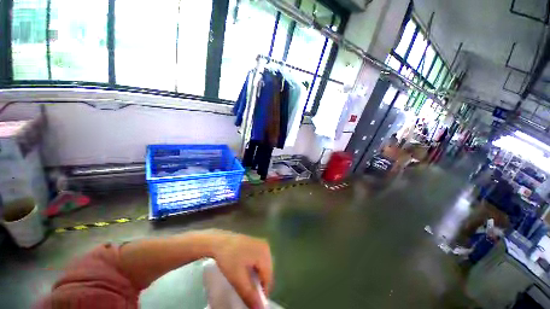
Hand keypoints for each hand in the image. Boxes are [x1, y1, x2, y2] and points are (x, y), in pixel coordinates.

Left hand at [209, 230, 272, 308]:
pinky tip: (244, 269)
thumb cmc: (229, 259)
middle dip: (259, 283)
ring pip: (263, 266)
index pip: (268, 278)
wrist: (218, 241)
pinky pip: (259, 259)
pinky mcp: (255, 243)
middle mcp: (265, 247)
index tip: (251, 299)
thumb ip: (250, 295)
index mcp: (265, 253)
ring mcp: (260, 243)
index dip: (261, 291)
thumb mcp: (238, 279)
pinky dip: (254, 267)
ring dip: (257, 275)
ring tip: (245, 280)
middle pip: (267, 271)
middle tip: (247, 289)